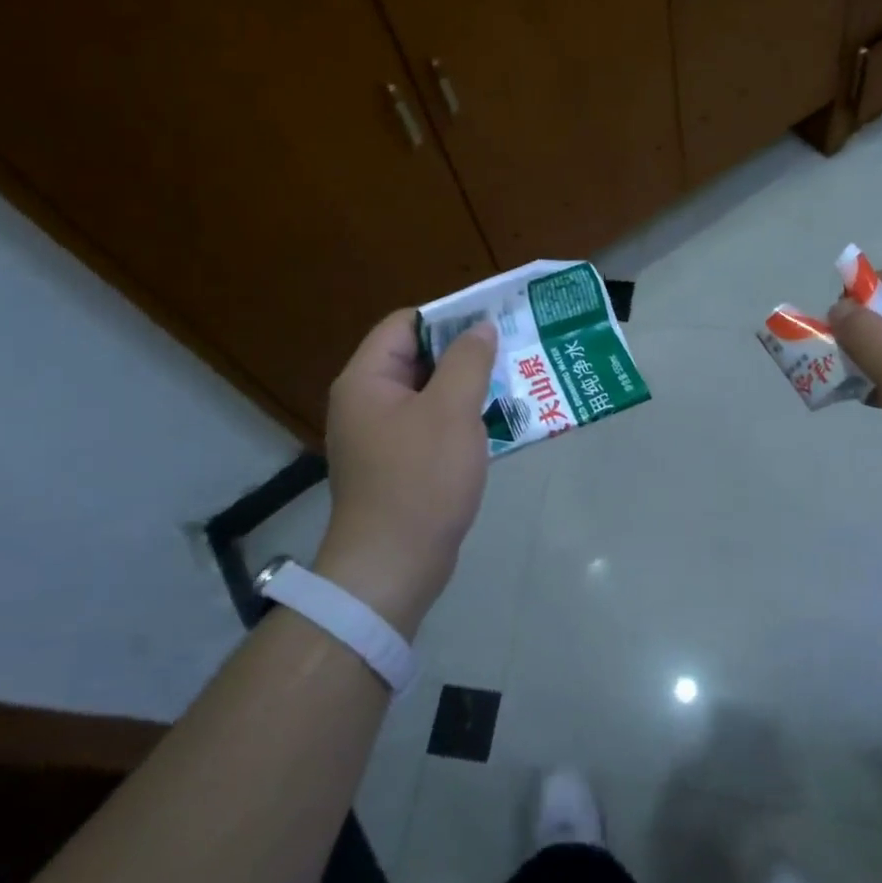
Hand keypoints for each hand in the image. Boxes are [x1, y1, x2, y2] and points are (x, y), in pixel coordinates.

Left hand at [317, 309, 497, 635]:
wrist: (394, 565)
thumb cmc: (420, 480)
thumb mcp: (451, 411)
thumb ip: (468, 361)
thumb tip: (480, 328)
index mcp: (367, 380)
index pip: (405, 324)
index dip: (448, 317)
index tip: (493, 323)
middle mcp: (367, 402)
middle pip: (418, 358)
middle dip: (466, 353)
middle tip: (512, 352)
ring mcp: (381, 436)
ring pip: (430, 394)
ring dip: (469, 388)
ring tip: (514, 384)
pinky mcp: (398, 464)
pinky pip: (432, 426)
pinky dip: (462, 420)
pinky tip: (497, 424)